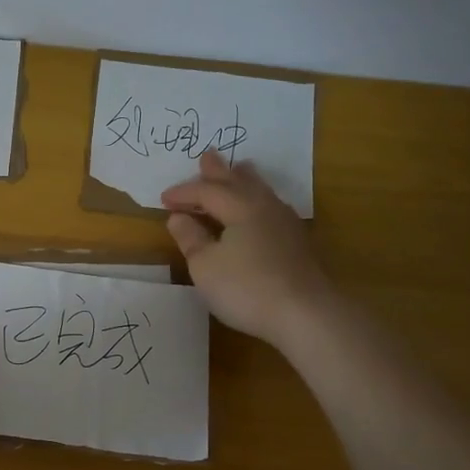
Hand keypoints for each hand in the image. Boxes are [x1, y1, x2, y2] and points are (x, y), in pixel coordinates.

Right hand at [162, 151, 332, 348]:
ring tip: (241, 169)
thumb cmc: (246, 287)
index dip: (183, 193)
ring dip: (245, 180)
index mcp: (239, 207)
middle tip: (207, 156)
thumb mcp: (205, 266)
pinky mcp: (297, 242)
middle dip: (219, 171)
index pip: (206, 191)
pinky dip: (258, 199)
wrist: (306, 314)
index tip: (163, 199)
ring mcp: (285, 224)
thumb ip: (190, 238)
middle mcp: (264, 207)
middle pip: (238, 182)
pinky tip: (262, 208)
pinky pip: (271, 207)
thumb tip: (178, 217)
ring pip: (261, 191)